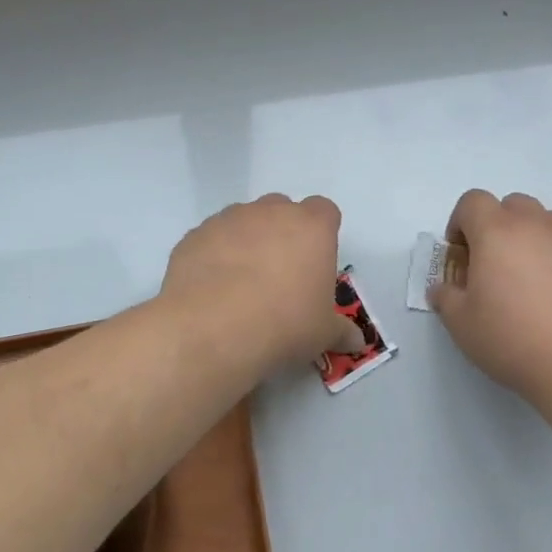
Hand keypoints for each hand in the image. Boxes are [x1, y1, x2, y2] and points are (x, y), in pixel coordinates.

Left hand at [161, 194, 362, 371]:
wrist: (212, 329)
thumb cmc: (284, 324)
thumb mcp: (323, 334)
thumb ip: (341, 331)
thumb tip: (357, 341)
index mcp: (311, 227)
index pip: (324, 211)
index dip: (321, 233)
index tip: (315, 262)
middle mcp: (270, 212)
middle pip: (281, 209)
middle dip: (282, 233)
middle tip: (279, 274)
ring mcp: (228, 219)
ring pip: (242, 221)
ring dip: (246, 242)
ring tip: (241, 284)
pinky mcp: (194, 235)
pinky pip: (210, 239)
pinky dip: (214, 256)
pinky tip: (211, 289)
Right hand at [429, 190, 551, 418]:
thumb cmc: (516, 342)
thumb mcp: (462, 326)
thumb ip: (447, 298)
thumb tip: (444, 289)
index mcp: (498, 232)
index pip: (473, 202)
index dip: (460, 222)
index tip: (461, 254)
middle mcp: (540, 226)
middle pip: (513, 205)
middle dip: (499, 227)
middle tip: (496, 266)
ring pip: (550, 222)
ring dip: (535, 239)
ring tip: (534, 281)